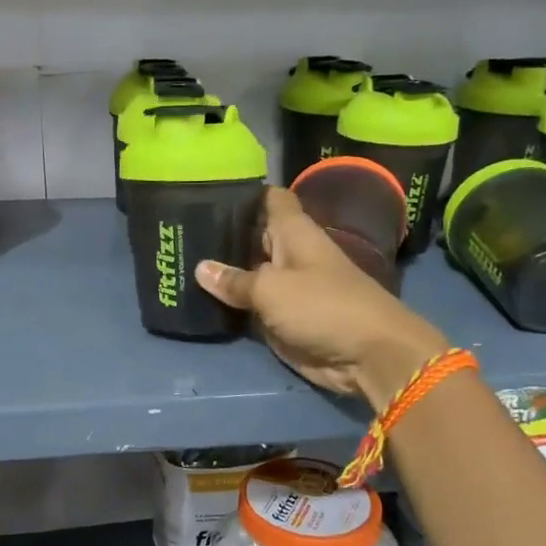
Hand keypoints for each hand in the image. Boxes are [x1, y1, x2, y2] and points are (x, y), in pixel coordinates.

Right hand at [197, 187, 448, 410]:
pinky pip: (251, 304)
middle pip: (252, 236)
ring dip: (222, 272)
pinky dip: (230, 302)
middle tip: (177, 230)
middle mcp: (289, 254)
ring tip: (179, 259)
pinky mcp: (283, 317)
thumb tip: (201, 268)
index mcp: (294, 232)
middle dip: (221, 234)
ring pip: (248, 272)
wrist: (368, 355)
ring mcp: (286, 287)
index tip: (206, 190)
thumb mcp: (271, 289)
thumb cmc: (323, 306)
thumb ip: (235, 280)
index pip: (269, 199)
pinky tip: (197, 296)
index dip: (243, 193)